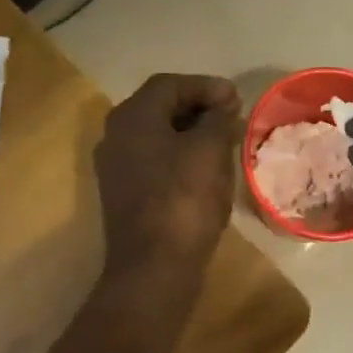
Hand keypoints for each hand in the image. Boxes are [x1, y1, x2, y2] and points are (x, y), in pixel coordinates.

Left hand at [95, 73, 241, 289]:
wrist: (154, 268)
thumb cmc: (184, 200)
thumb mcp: (210, 151)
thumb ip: (218, 120)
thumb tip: (223, 108)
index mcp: (132, 117)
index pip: (170, 84)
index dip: (206, 86)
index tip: (236, 98)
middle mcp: (116, 136)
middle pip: (160, 107)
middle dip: (198, 107)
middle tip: (232, 116)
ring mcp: (117, 167)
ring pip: (158, 136)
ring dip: (191, 132)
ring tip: (224, 140)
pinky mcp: (124, 194)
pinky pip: (155, 161)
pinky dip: (181, 156)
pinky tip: (206, 169)